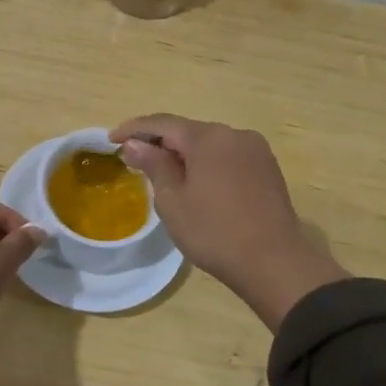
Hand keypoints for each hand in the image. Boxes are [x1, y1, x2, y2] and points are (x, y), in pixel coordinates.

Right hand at [110, 115, 347, 330]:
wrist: (274, 262)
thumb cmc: (214, 232)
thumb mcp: (173, 201)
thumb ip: (153, 165)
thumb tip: (135, 144)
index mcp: (208, 137)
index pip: (162, 123)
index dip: (134, 129)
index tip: (111, 139)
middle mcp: (234, 134)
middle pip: (188, 131)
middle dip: (161, 142)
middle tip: (136, 160)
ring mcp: (255, 150)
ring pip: (210, 145)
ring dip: (186, 154)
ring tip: (166, 175)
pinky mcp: (268, 168)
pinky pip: (228, 157)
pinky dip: (208, 164)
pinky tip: (199, 184)